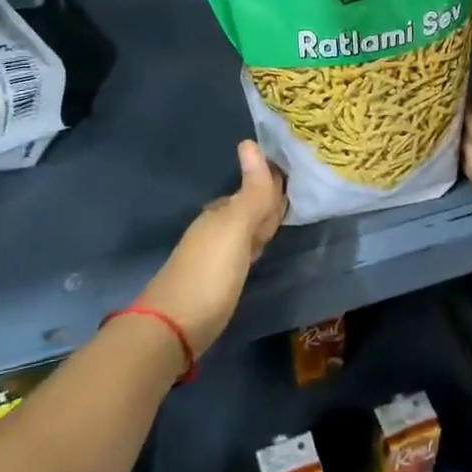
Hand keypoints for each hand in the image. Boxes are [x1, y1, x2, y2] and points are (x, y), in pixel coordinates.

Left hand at [140, 141, 287, 358]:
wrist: (171, 330)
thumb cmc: (208, 276)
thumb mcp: (234, 231)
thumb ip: (251, 193)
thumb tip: (250, 141)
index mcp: (221, 212)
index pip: (255, 187)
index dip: (275, 181)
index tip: (300, 172)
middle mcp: (216, 227)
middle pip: (249, 207)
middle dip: (269, 199)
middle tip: (300, 192)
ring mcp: (213, 254)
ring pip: (245, 229)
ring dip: (263, 222)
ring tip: (287, 216)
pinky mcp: (215, 280)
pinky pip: (242, 251)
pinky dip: (255, 244)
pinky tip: (260, 249)